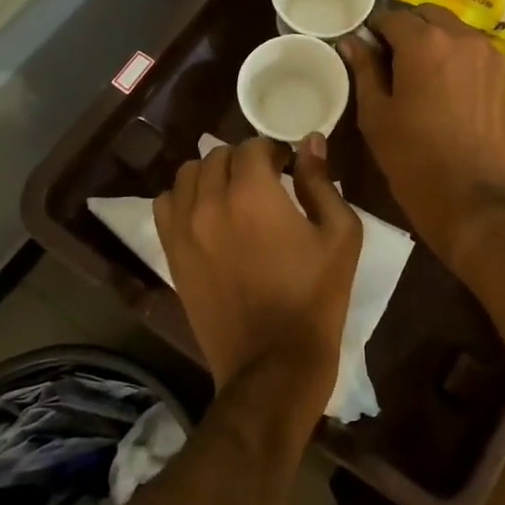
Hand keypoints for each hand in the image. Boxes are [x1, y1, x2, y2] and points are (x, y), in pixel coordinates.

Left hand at [154, 134, 362, 424]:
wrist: (273, 363)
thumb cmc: (315, 296)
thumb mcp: (340, 234)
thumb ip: (322, 181)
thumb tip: (311, 141)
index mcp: (253, 192)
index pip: (254, 146)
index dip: (275, 151)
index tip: (289, 168)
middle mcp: (210, 201)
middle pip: (218, 155)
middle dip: (244, 160)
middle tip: (266, 182)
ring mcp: (184, 228)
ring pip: (187, 174)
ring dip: (211, 174)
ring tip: (232, 196)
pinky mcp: (171, 254)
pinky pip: (164, 205)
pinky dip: (183, 198)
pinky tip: (205, 214)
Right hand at [341, 5, 504, 268]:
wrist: (474, 200)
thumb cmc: (414, 160)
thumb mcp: (376, 116)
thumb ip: (364, 70)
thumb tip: (352, 42)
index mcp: (425, 42)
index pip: (391, 17)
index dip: (373, 30)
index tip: (364, 49)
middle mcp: (460, 36)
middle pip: (426, 15)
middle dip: (406, 29)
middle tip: (389, 59)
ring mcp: (487, 54)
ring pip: (452, 29)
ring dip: (431, 39)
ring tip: (415, 73)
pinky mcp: (501, 75)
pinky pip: (470, 49)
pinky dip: (453, 54)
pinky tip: (441, 84)